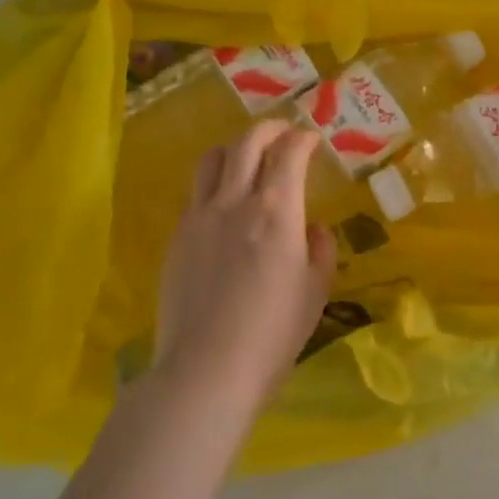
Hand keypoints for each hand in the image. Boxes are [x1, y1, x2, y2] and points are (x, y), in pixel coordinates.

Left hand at [154, 120, 335, 407]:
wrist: (206, 370)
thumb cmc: (273, 334)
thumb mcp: (314, 292)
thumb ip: (320, 250)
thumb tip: (313, 229)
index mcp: (276, 212)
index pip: (289, 153)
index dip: (303, 139)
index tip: (313, 139)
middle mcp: (235, 202)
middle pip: (247, 143)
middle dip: (270, 129)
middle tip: (284, 132)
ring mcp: (199, 217)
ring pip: (213, 159)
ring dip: (236, 147)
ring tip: (249, 157)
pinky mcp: (177, 237)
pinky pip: (196, 193)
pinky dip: (216, 182)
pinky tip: (225, 204)